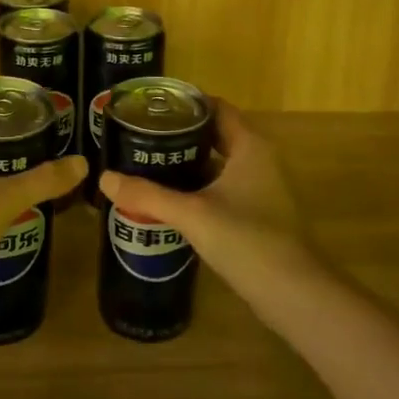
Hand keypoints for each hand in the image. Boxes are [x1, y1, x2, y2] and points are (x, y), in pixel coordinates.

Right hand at [98, 101, 307, 285]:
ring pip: (219, 164)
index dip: (186, 103)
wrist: (295, 294)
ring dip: (188, 162)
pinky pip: (223, 189)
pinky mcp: (259, 215)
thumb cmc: (248, 240)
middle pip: (216, 134)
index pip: (217, 108)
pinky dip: (199, 188)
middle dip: (180, 134)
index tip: (151, 108)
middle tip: (141, 136)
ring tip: (148, 164)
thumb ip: (147, 196)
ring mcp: (262, 189)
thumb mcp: (192, 215)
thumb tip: (104, 178)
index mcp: (250, 147)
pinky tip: (171, 200)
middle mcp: (260, 160)